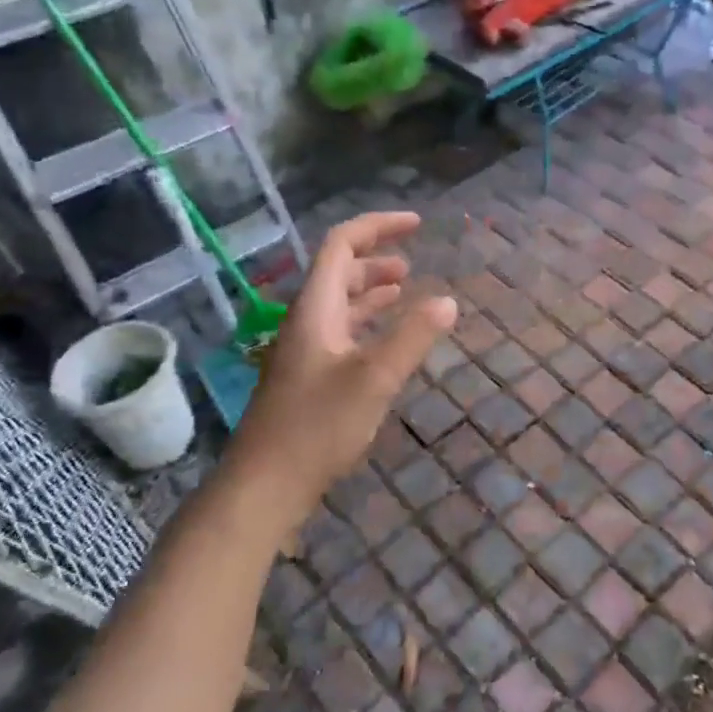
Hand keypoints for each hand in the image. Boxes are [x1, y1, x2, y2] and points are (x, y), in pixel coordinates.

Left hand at [222, 213, 455, 539]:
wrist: (264, 487)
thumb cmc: (317, 427)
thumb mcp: (374, 379)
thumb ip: (412, 337)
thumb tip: (447, 301)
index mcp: (316, 309)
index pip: (342, 245)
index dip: (378, 226)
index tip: (416, 224)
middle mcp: (307, 321)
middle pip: (339, 272)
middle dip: (376, 258)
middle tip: (413, 263)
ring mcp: (305, 351)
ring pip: (340, 304)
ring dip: (372, 291)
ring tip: (405, 292)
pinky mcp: (309, 378)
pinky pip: (342, 333)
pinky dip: (368, 323)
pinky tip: (386, 340)